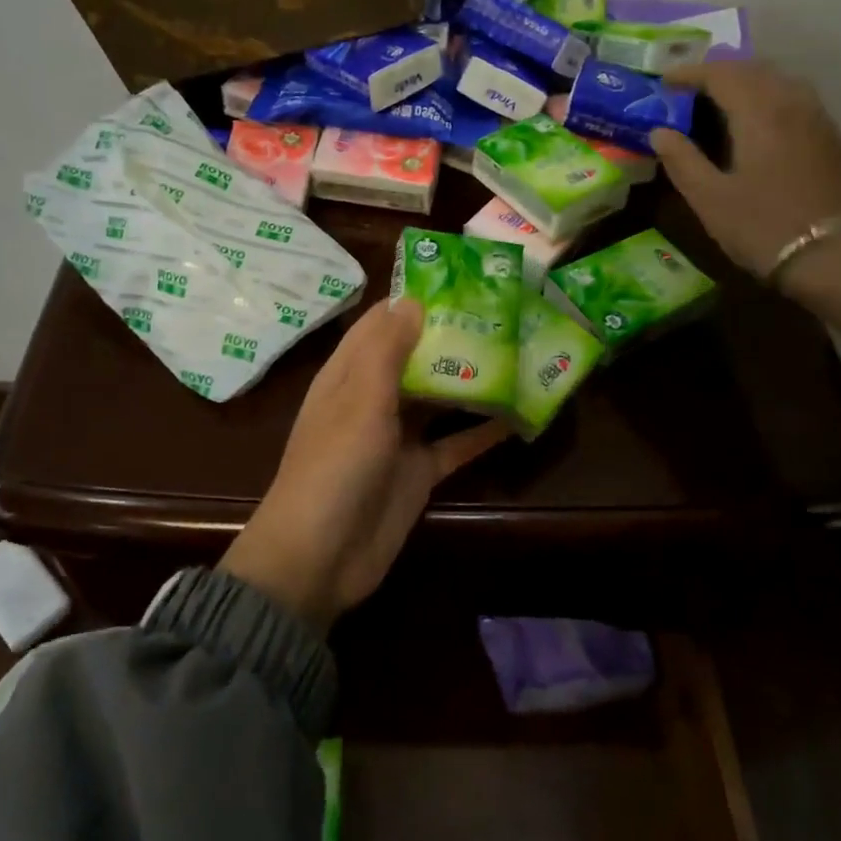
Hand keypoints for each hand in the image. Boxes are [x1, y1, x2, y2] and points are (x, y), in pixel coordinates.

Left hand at [219, 298, 508, 633]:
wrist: (320, 557)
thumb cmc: (334, 466)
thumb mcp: (359, 400)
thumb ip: (386, 351)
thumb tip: (412, 300)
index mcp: (349, 374)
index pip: (381, 324)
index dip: (415, 301)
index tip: (461, 282)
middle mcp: (373, 399)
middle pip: (415, 358)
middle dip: (453, 337)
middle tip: (506, 315)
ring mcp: (397, 437)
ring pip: (439, 398)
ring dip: (472, 380)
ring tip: (520, 352)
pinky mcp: (419, 472)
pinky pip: (456, 444)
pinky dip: (483, 430)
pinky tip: (520, 414)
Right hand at [649, 63, 840, 282]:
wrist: (831, 256)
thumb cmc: (761, 226)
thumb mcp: (708, 198)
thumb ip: (681, 159)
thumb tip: (659, 132)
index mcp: (759, 113)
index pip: (721, 75)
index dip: (690, 73)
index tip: (664, 81)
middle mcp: (792, 103)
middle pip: (754, 69)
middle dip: (718, 72)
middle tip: (688, 88)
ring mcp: (816, 118)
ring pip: (778, 80)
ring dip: (746, 81)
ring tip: (719, 99)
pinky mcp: (828, 137)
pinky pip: (795, 98)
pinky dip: (767, 96)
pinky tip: (755, 120)